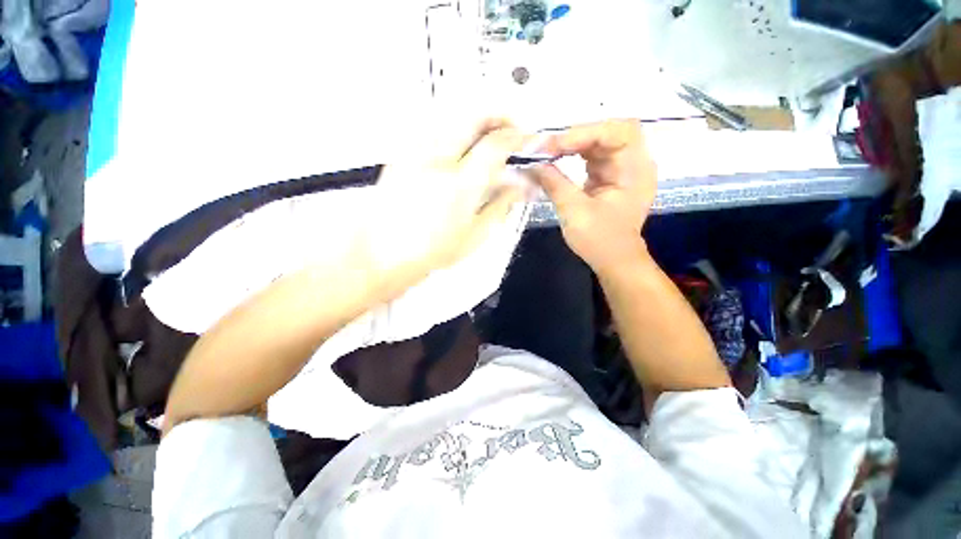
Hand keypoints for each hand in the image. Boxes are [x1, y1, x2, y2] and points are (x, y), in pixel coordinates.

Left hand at [366, 118, 528, 293]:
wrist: (382, 255)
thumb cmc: (427, 253)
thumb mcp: (474, 236)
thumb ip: (500, 206)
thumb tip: (518, 187)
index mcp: (460, 185)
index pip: (496, 144)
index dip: (517, 136)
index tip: (526, 139)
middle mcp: (437, 161)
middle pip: (473, 115)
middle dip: (499, 115)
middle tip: (510, 128)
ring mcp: (415, 154)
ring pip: (452, 116)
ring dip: (476, 119)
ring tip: (487, 136)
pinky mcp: (401, 155)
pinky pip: (433, 128)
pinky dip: (454, 128)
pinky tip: (458, 146)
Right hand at [528, 120, 656, 271]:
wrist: (613, 260)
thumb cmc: (599, 240)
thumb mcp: (574, 212)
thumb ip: (554, 183)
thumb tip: (532, 164)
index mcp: (635, 171)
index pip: (618, 132)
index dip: (585, 133)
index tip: (553, 147)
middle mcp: (633, 163)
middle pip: (608, 132)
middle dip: (577, 136)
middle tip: (547, 147)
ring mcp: (621, 168)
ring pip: (598, 141)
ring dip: (572, 143)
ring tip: (547, 151)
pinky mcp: (609, 175)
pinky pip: (592, 155)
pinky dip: (573, 153)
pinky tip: (557, 158)